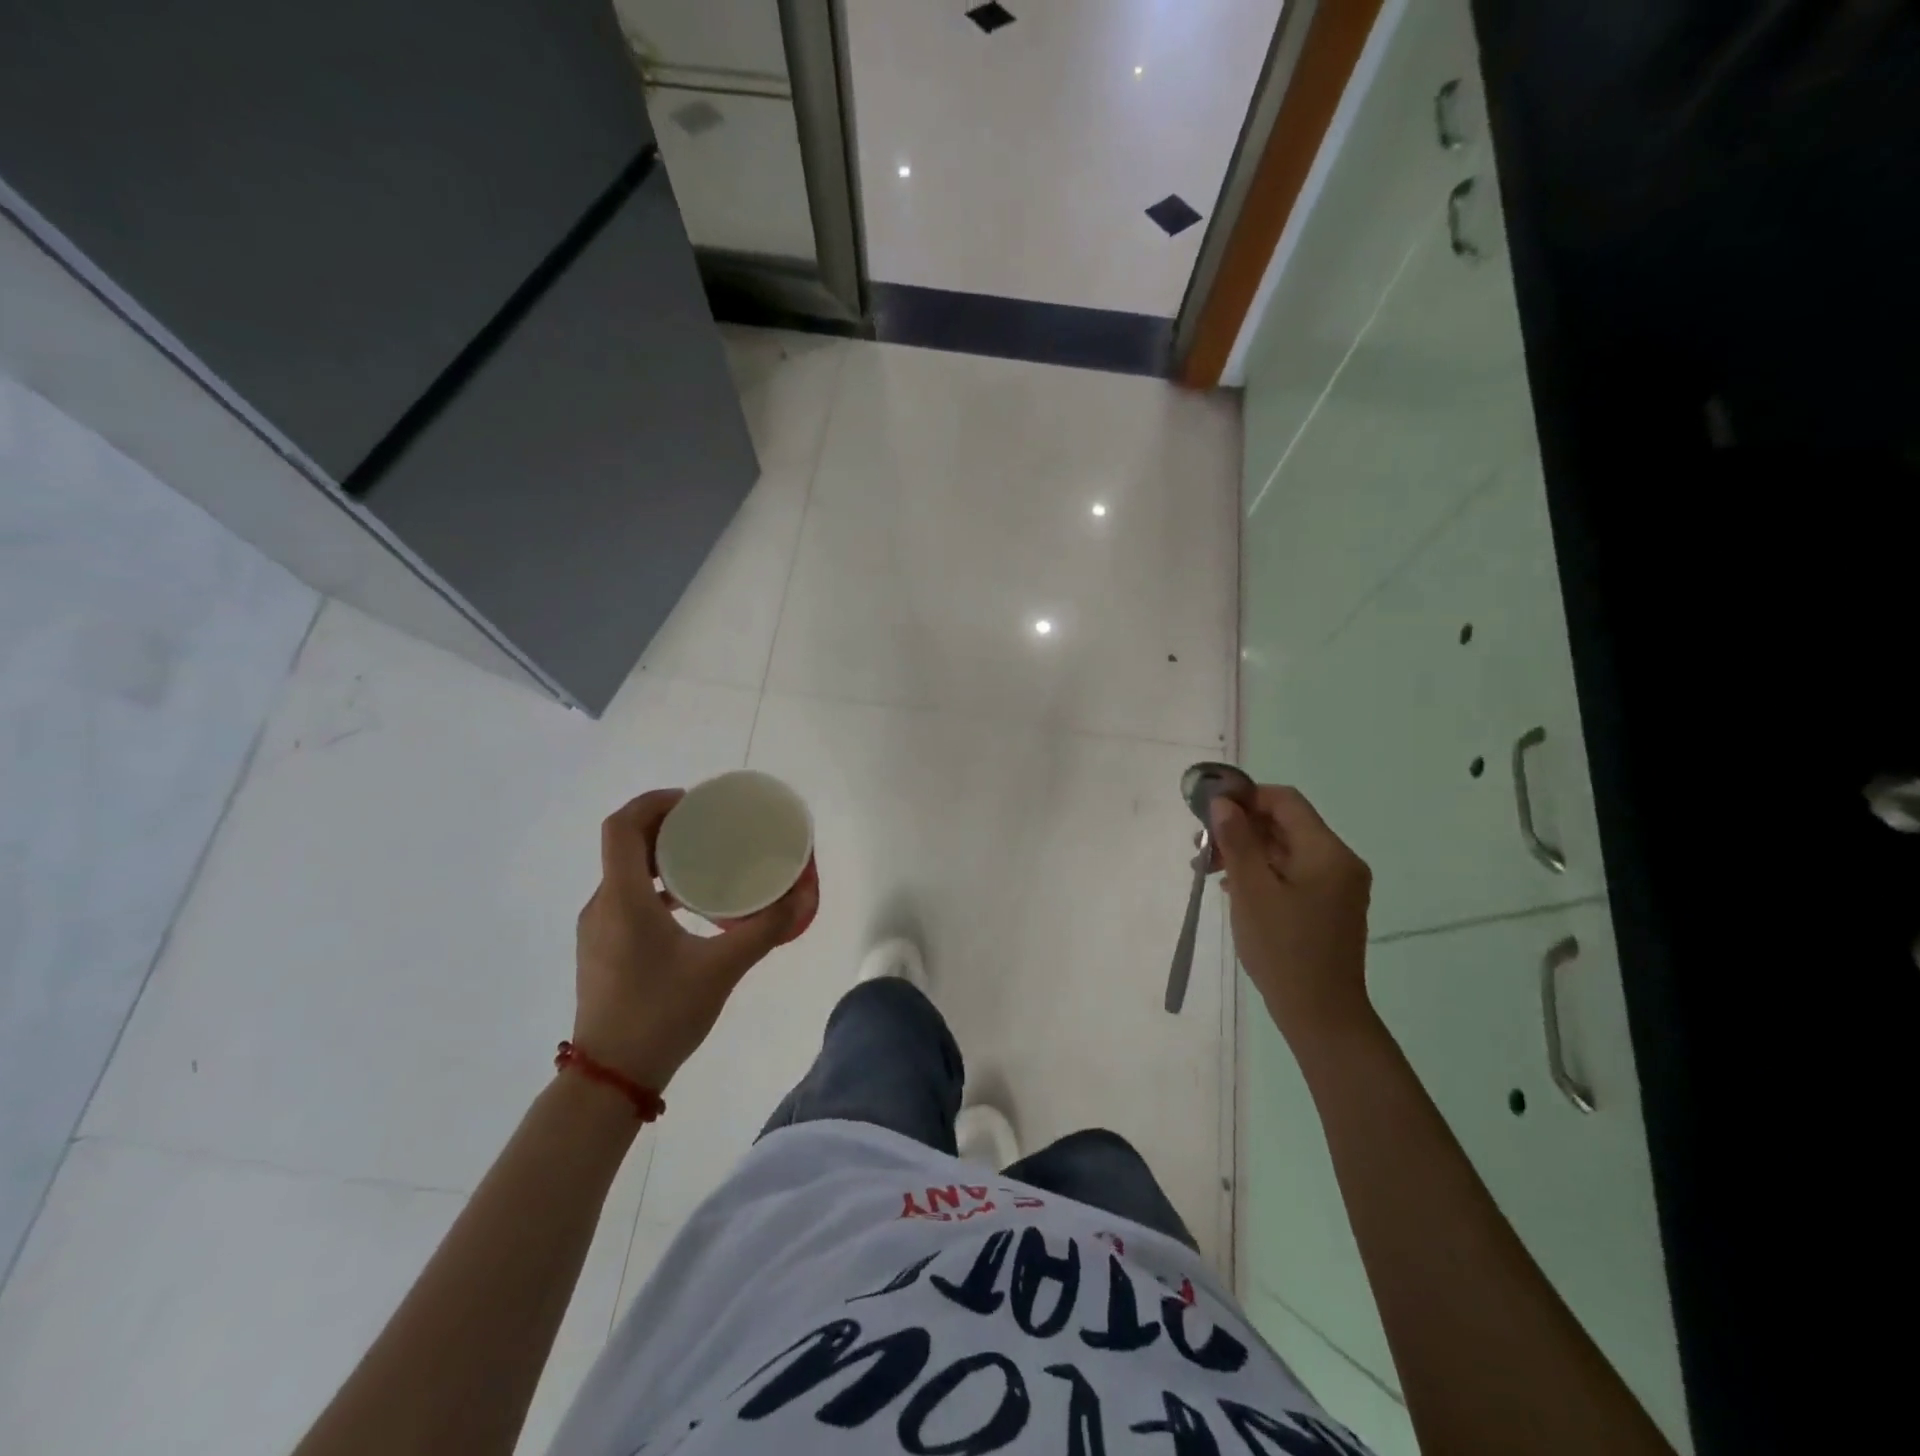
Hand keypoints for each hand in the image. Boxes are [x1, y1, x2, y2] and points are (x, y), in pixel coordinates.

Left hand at [573, 790, 816, 1089]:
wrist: (610, 1079)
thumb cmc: (661, 1014)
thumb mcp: (722, 968)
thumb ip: (764, 929)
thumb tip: (802, 897)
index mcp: (623, 899)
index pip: (622, 827)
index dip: (653, 802)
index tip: (692, 802)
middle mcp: (602, 905)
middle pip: (624, 845)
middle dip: (663, 825)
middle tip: (707, 826)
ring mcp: (597, 929)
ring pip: (623, 873)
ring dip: (658, 857)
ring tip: (704, 861)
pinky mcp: (601, 950)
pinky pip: (625, 898)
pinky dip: (654, 887)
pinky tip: (689, 907)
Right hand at [1210, 785, 1373, 1045]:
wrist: (1320, 1014)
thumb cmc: (1283, 948)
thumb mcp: (1251, 890)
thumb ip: (1237, 841)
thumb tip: (1222, 802)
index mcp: (1327, 852)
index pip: (1285, 801)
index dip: (1246, 797)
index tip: (1209, 812)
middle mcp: (1339, 861)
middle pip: (1285, 824)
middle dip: (1241, 828)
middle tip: (1201, 848)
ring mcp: (1337, 885)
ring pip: (1286, 850)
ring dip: (1247, 851)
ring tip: (1208, 870)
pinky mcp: (1329, 906)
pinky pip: (1292, 873)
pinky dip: (1262, 872)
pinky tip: (1233, 888)